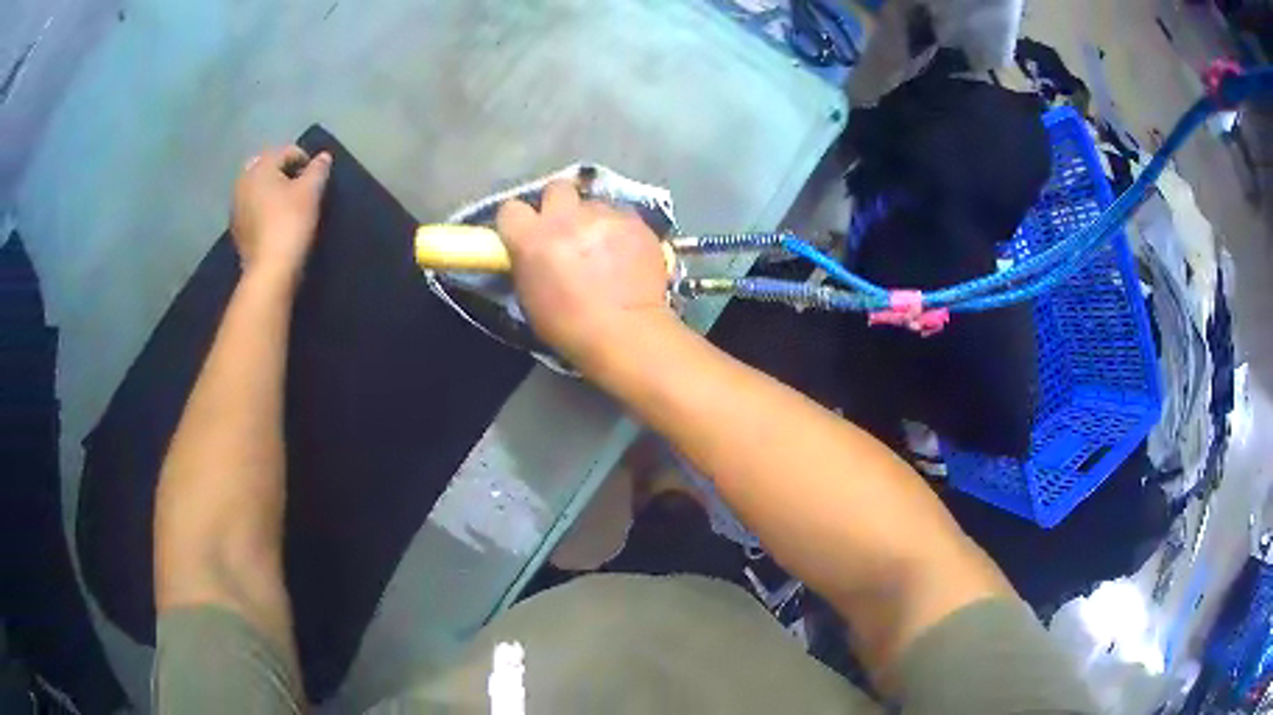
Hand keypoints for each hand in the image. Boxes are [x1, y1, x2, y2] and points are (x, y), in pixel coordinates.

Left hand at [231, 146, 331, 283]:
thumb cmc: (291, 222)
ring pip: (257, 187)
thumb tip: (323, 157)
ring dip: (271, 189)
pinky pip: (252, 207)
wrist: (270, 269)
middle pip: (267, 167)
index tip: (317, 177)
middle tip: (300, 186)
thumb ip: (318, 169)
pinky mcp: (236, 228)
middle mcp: (243, 181)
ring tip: (288, 203)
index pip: (286, 152)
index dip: (305, 159)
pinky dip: (263, 207)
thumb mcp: (311, 191)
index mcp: (260, 167)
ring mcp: (236, 206)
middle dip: (283, 171)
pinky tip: (275, 221)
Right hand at [496, 181, 677, 370]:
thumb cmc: (568, 327)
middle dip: (558, 206)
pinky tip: (626, 253)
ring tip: (602, 246)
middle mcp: (565, 217)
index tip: (525, 233)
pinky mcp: (634, 221)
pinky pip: (622, 216)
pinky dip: (620, 230)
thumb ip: (527, 262)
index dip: (518, 222)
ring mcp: (604, 216)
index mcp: (531, 238)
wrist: (625, 333)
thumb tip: (530, 250)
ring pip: (593, 203)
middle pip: (556, 189)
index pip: (511, 209)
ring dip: (592, 219)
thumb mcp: (529, 297)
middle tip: (566, 230)